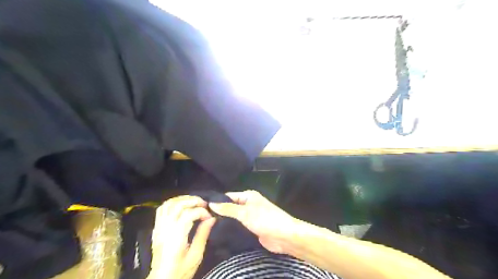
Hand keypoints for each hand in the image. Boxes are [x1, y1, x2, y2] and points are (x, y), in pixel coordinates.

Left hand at [150, 196, 215, 278]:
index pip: (188, 214)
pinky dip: (172, 202)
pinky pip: (161, 209)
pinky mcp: (156, 229)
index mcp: (176, 237)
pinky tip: (182, 204)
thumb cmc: (181, 270)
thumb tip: (212, 218)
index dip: (201, 212)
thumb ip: (203, 234)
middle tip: (204, 204)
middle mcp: (165, 229)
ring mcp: (159, 228)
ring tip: (194, 202)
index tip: (209, 217)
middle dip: (193, 201)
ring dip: (183, 199)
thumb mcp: (196, 256)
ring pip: (168, 204)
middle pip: (178, 205)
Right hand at [209, 191, 301, 253]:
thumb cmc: (265, 219)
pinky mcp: (252, 227)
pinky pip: (239, 226)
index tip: (202, 207)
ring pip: (234, 217)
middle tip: (202, 219)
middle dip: (220, 212)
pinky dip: (232, 228)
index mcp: (248, 196)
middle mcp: (249, 204)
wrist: (284, 236)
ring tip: (208, 226)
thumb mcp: (245, 212)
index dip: (216, 201)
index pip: (228, 196)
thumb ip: (228, 209)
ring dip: (225, 221)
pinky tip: (220, 233)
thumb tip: (211, 203)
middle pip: (231, 207)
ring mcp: (251, 216)